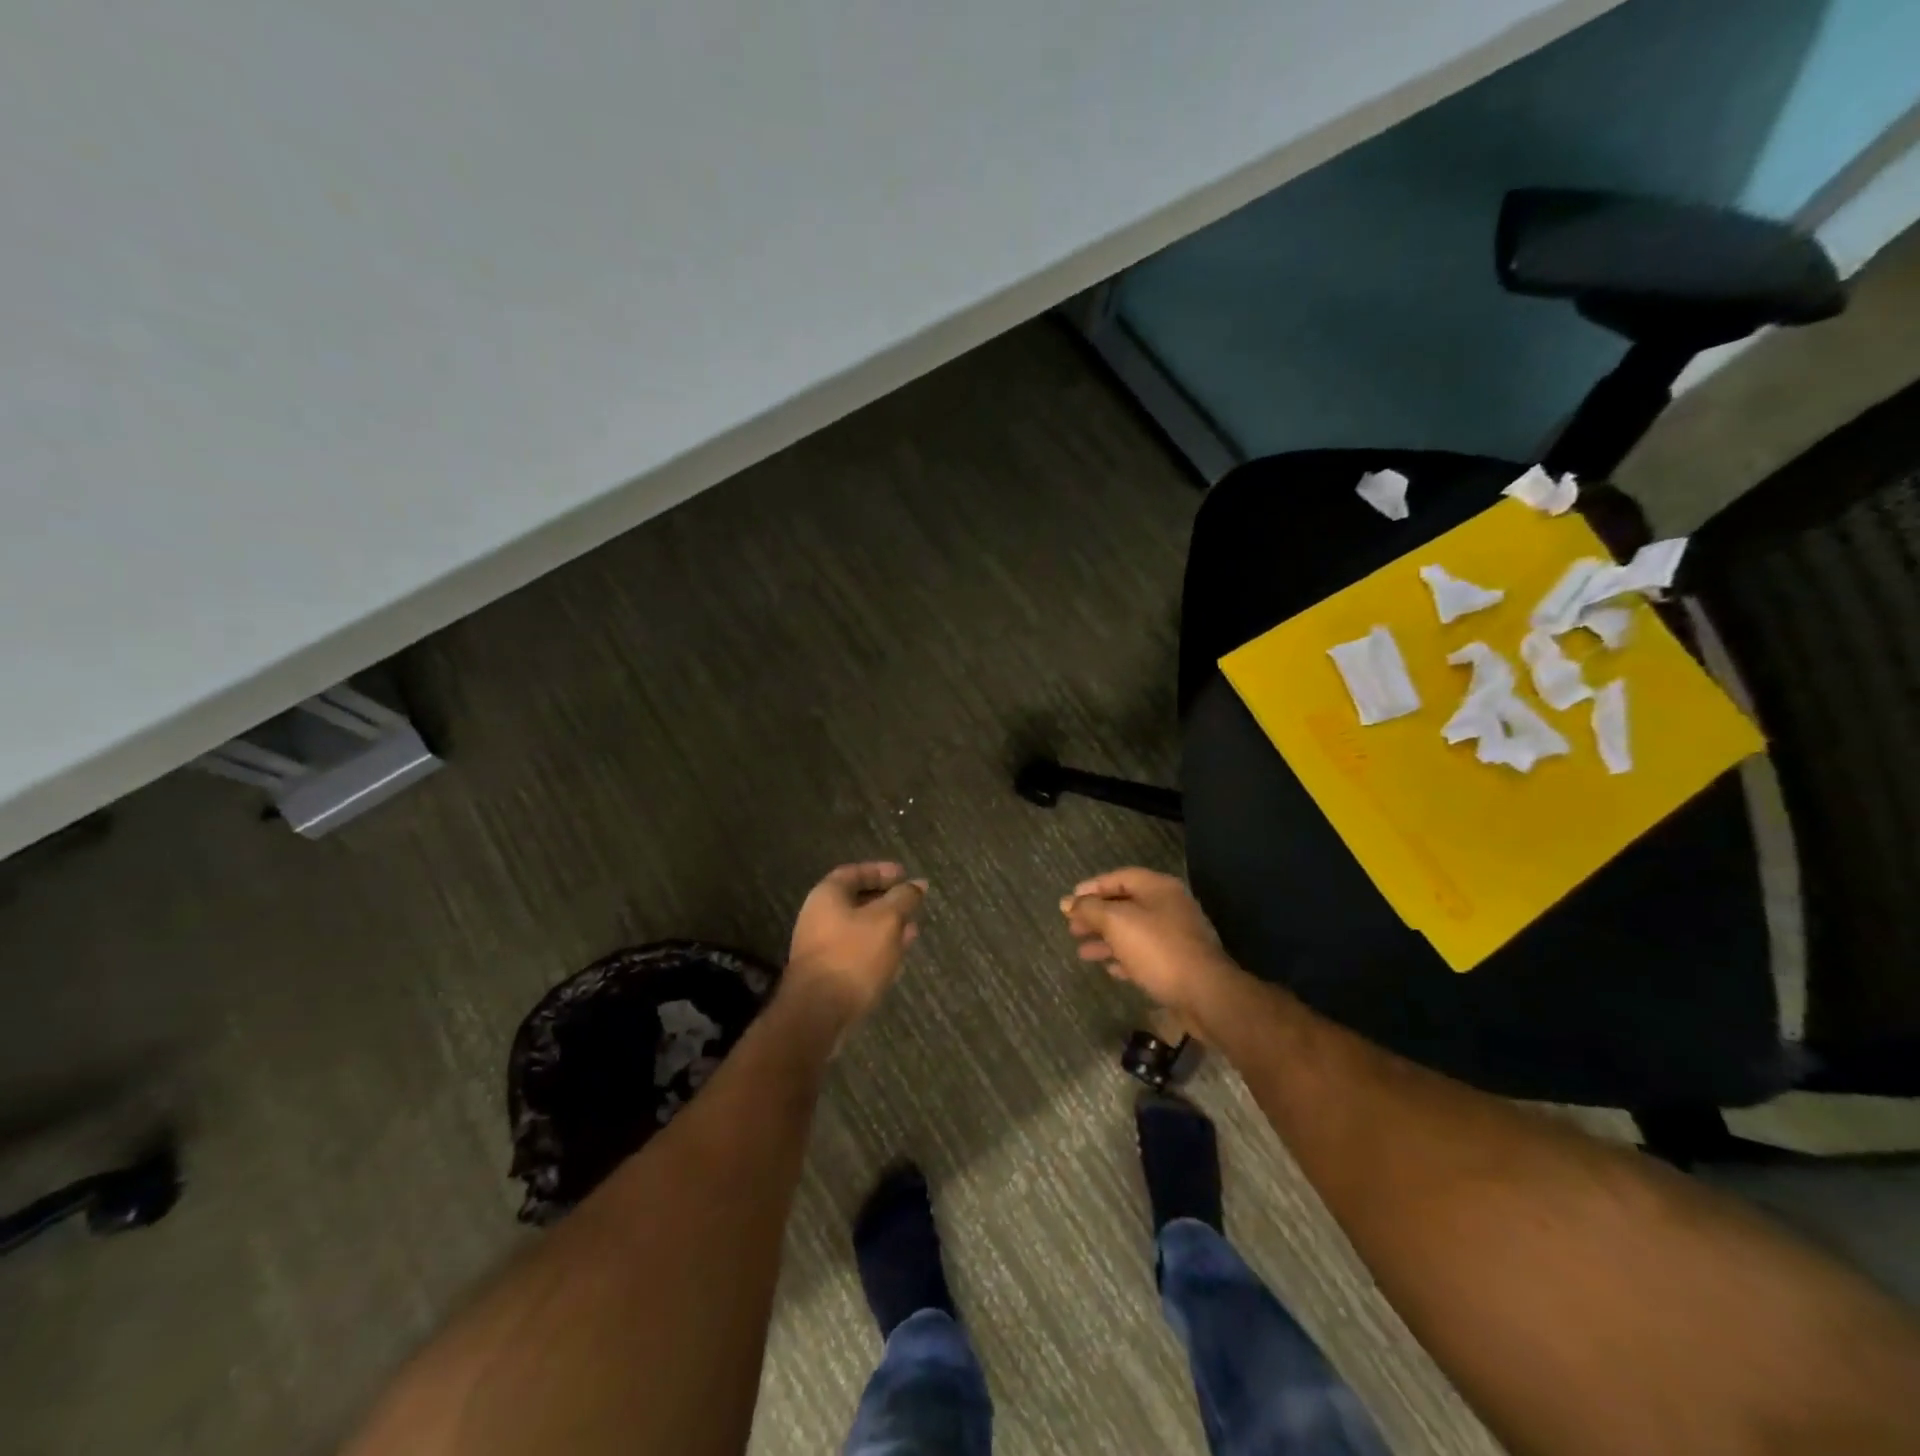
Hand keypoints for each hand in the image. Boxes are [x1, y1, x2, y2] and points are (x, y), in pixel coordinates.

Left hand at [785, 862, 927, 1024]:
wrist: (818, 1012)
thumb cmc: (853, 955)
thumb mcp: (887, 920)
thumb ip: (903, 898)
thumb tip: (917, 884)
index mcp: (827, 895)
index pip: (855, 872)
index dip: (881, 871)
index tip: (906, 875)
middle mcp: (819, 916)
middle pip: (856, 901)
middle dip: (887, 901)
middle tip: (913, 904)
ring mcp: (821, 946)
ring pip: (859, 928)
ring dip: (886, 927)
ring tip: (912, 930)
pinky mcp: (828, 972)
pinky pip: (856, 951)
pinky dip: (877, 947)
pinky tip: (897, 956)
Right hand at [1060, 867, 1237, 1018]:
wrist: (1205, 994)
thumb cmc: (1158, 949)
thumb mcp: (1117, 923)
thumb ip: (1090, 909)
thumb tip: (1068, 902)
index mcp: (1158, 888)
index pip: (1119, 878)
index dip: (1092, 887)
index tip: (1069, 902)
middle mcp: (1169, 906)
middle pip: (1125, 904)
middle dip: (1096, 916)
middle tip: (1072, 928)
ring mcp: (1176, 935)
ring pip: (1133, 931)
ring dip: (1106, 940)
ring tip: (1082, 952)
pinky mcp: (1179, 963)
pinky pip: (1145, 954)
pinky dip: (1124, 958)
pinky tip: (1109, 968)